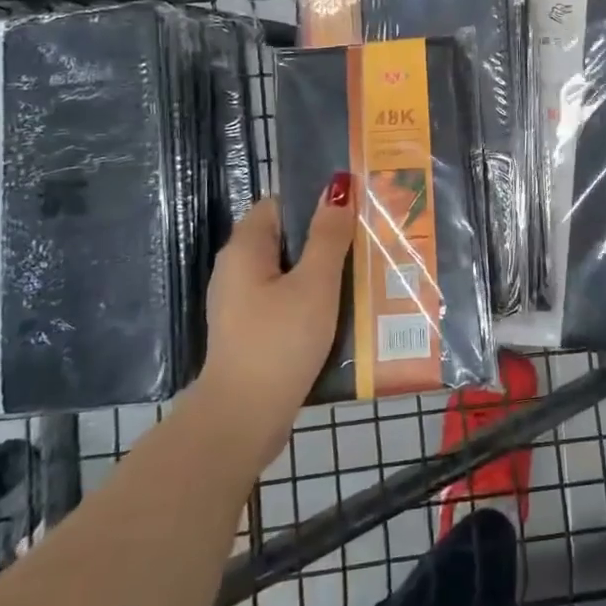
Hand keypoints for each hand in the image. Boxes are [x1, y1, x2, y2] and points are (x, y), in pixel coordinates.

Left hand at [200, 177, 355, 471]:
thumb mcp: (315, 283)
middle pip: (286, 239)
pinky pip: (286, 302)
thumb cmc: (280, 341)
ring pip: (290, 273)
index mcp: (245, 248)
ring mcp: (242, 304)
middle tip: (369, 243)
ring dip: (324, 273)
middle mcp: (237, 270)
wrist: (244, 419)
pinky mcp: (252, 332)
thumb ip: (328, 235)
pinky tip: (343, 313)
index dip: (316, 203)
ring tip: (366, 276)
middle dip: (326, 240)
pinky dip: (312, 301)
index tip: (354, 211)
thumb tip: (338, 186)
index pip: (281, 205)